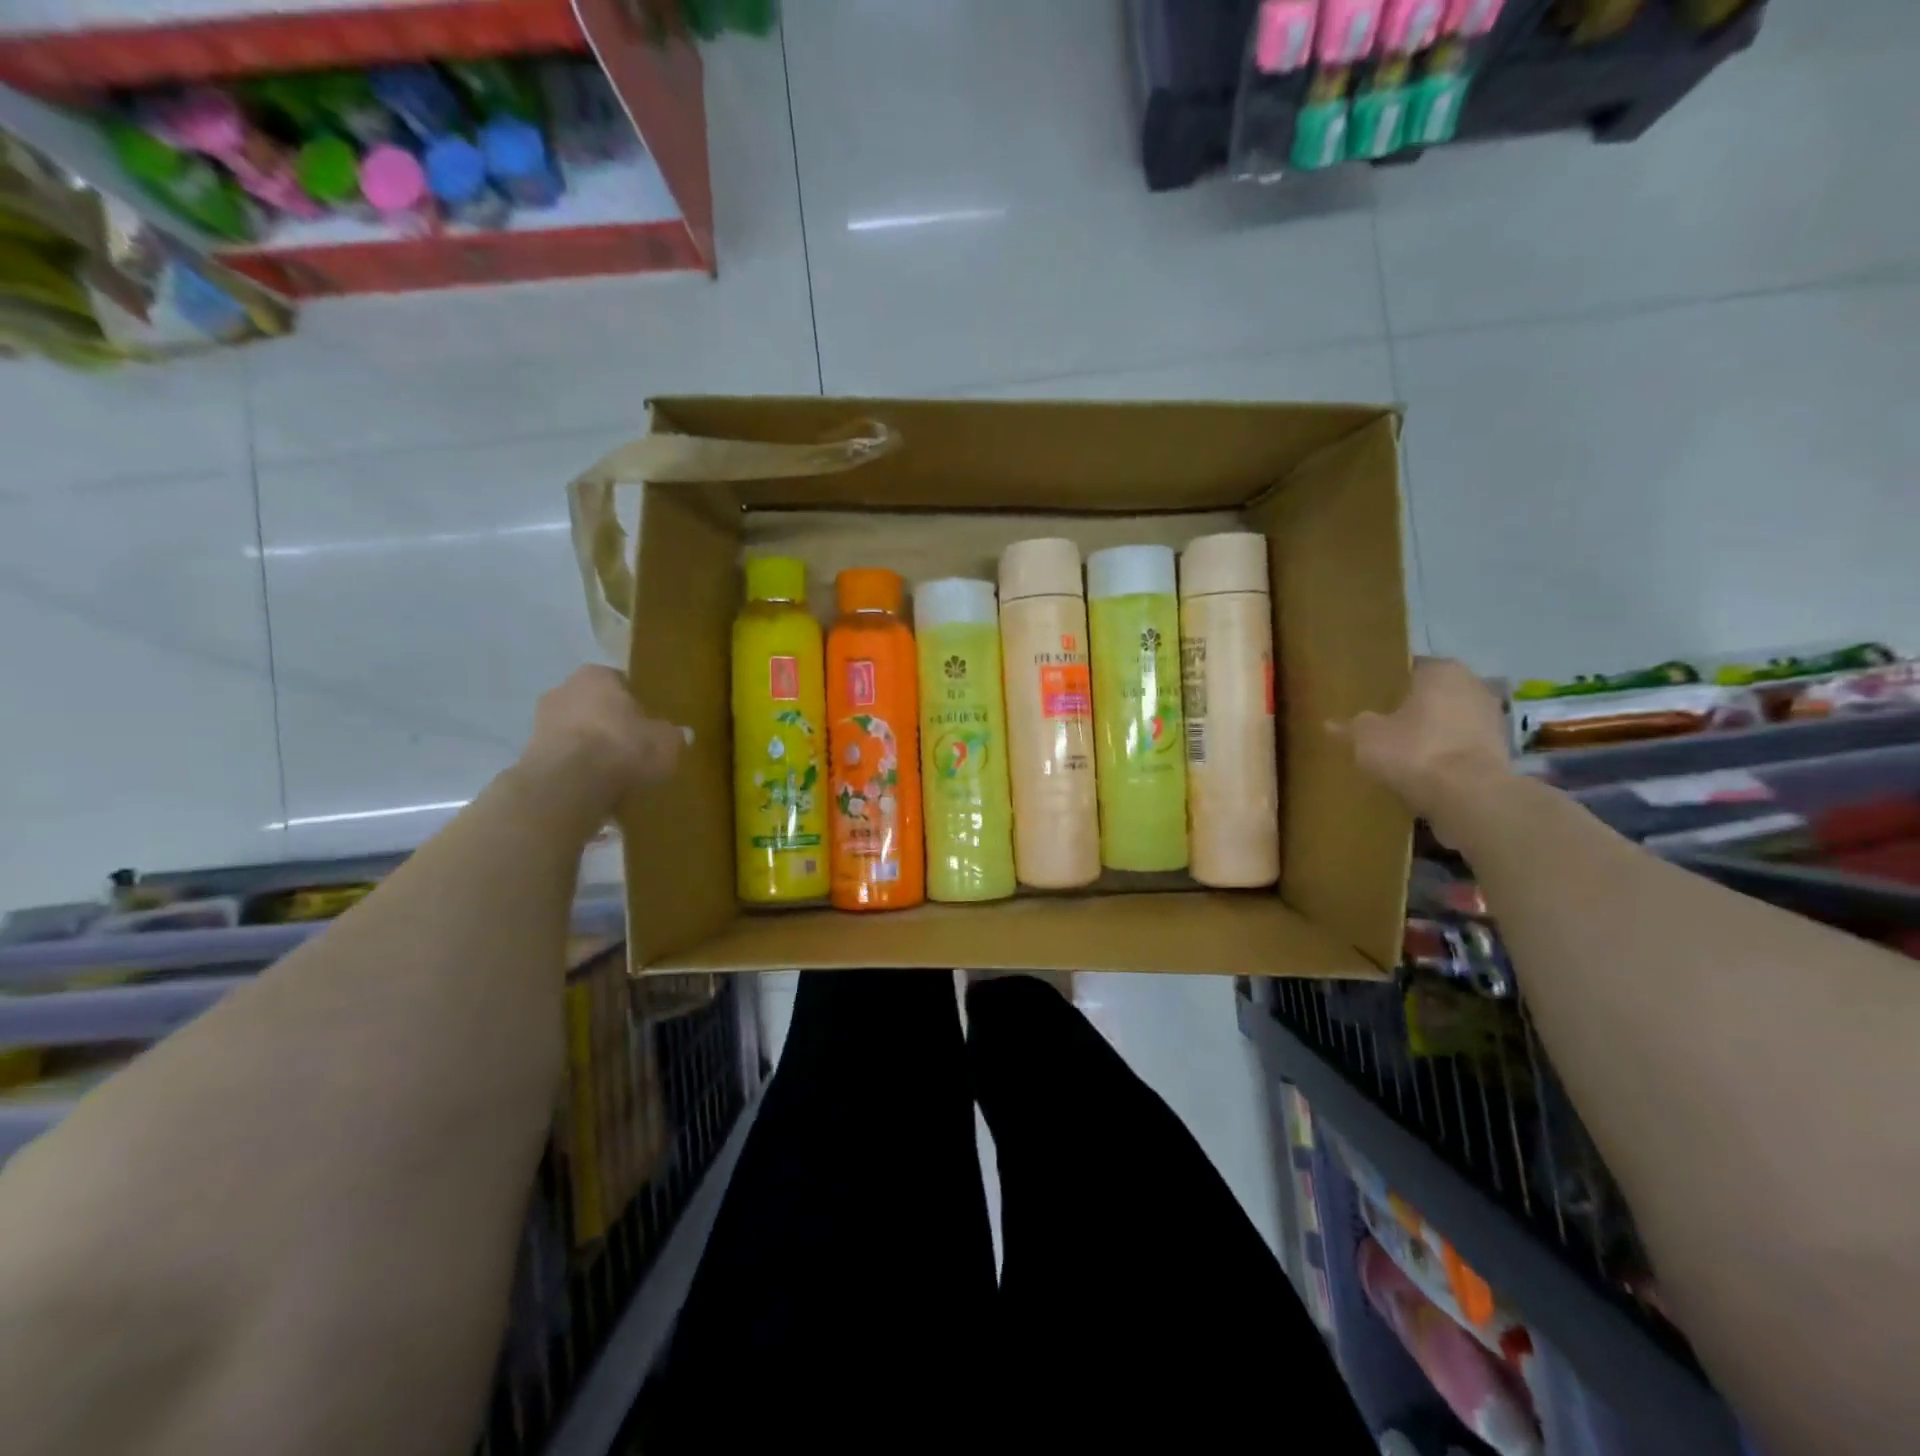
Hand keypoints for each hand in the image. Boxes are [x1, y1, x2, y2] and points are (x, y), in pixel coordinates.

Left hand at [519, 665, 683, 821]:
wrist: (570, 783)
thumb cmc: (623, 746)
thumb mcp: (665, 742)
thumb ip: (672, 736)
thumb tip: (681, 734)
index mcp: (596, 676)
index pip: (617, 681)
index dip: (632, 701)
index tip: (645, 721)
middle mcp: (562, 690)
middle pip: (590, 704)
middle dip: (606, 722)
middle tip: (629, 745)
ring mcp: (539, 722)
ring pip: (573, 731)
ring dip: (587, 746)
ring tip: (611, 771)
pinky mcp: (528, 755)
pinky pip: (561, 757)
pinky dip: (575, 768)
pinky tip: (593, 786)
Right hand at [1336, 658, 1509, 843]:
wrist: (1469, 795)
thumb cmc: (1414, 751)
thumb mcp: (1366, 738)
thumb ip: (1350, 727)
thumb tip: (1329, 724)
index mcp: (1441, 671)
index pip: (1410, 668)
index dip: (1390, 684)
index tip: (1373, 700)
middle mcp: (1473, 685)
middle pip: (1435, 693)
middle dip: (1414, 708)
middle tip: (1385, 725)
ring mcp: (1492, 717)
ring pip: (1452, 719)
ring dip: (1434, 731)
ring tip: (1405, 751)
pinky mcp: (1502, 750)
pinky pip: (1464, 745)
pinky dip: (1448, 753)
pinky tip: (1427, 770)